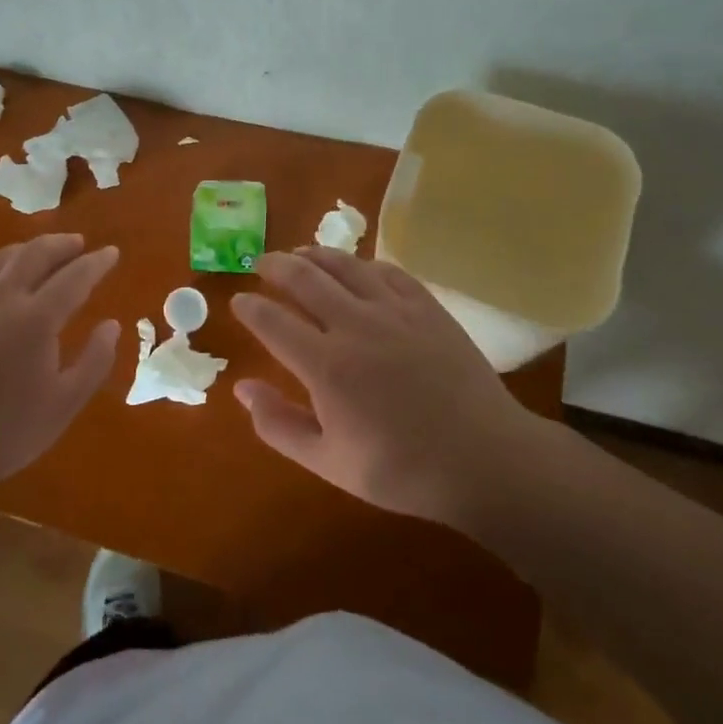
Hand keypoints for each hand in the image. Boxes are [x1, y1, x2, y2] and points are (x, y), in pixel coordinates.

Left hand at [0, 234, 119, 507]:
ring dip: (29, 249)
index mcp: (37, 318)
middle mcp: (2, 298)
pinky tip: (1, 278)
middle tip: (79, 244)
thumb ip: (94, 360)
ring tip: (44, 252)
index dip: (96, 262)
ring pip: (2, 259)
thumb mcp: (64, 404)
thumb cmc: (5, 430)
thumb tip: (111, 325)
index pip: (75, 276)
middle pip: (36, 254)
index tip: (111, 253)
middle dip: (62, 244)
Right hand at [231, 248, 546, 524]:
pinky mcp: (426, 306)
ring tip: (300, 253)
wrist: (483, 458)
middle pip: (304, 278)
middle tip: (262, 263)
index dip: (250, 307)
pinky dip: (362, 264)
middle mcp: (354, 325)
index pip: (272, 321)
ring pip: (344, 265)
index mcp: (325, 365)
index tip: (239, 301)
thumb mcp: (329, 463)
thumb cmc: (402, 469)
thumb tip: (242, 388)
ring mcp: (394, 310)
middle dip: (276, 265)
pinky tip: (356, 268)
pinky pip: (386, 271)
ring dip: (314, 254)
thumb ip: (279, 425)